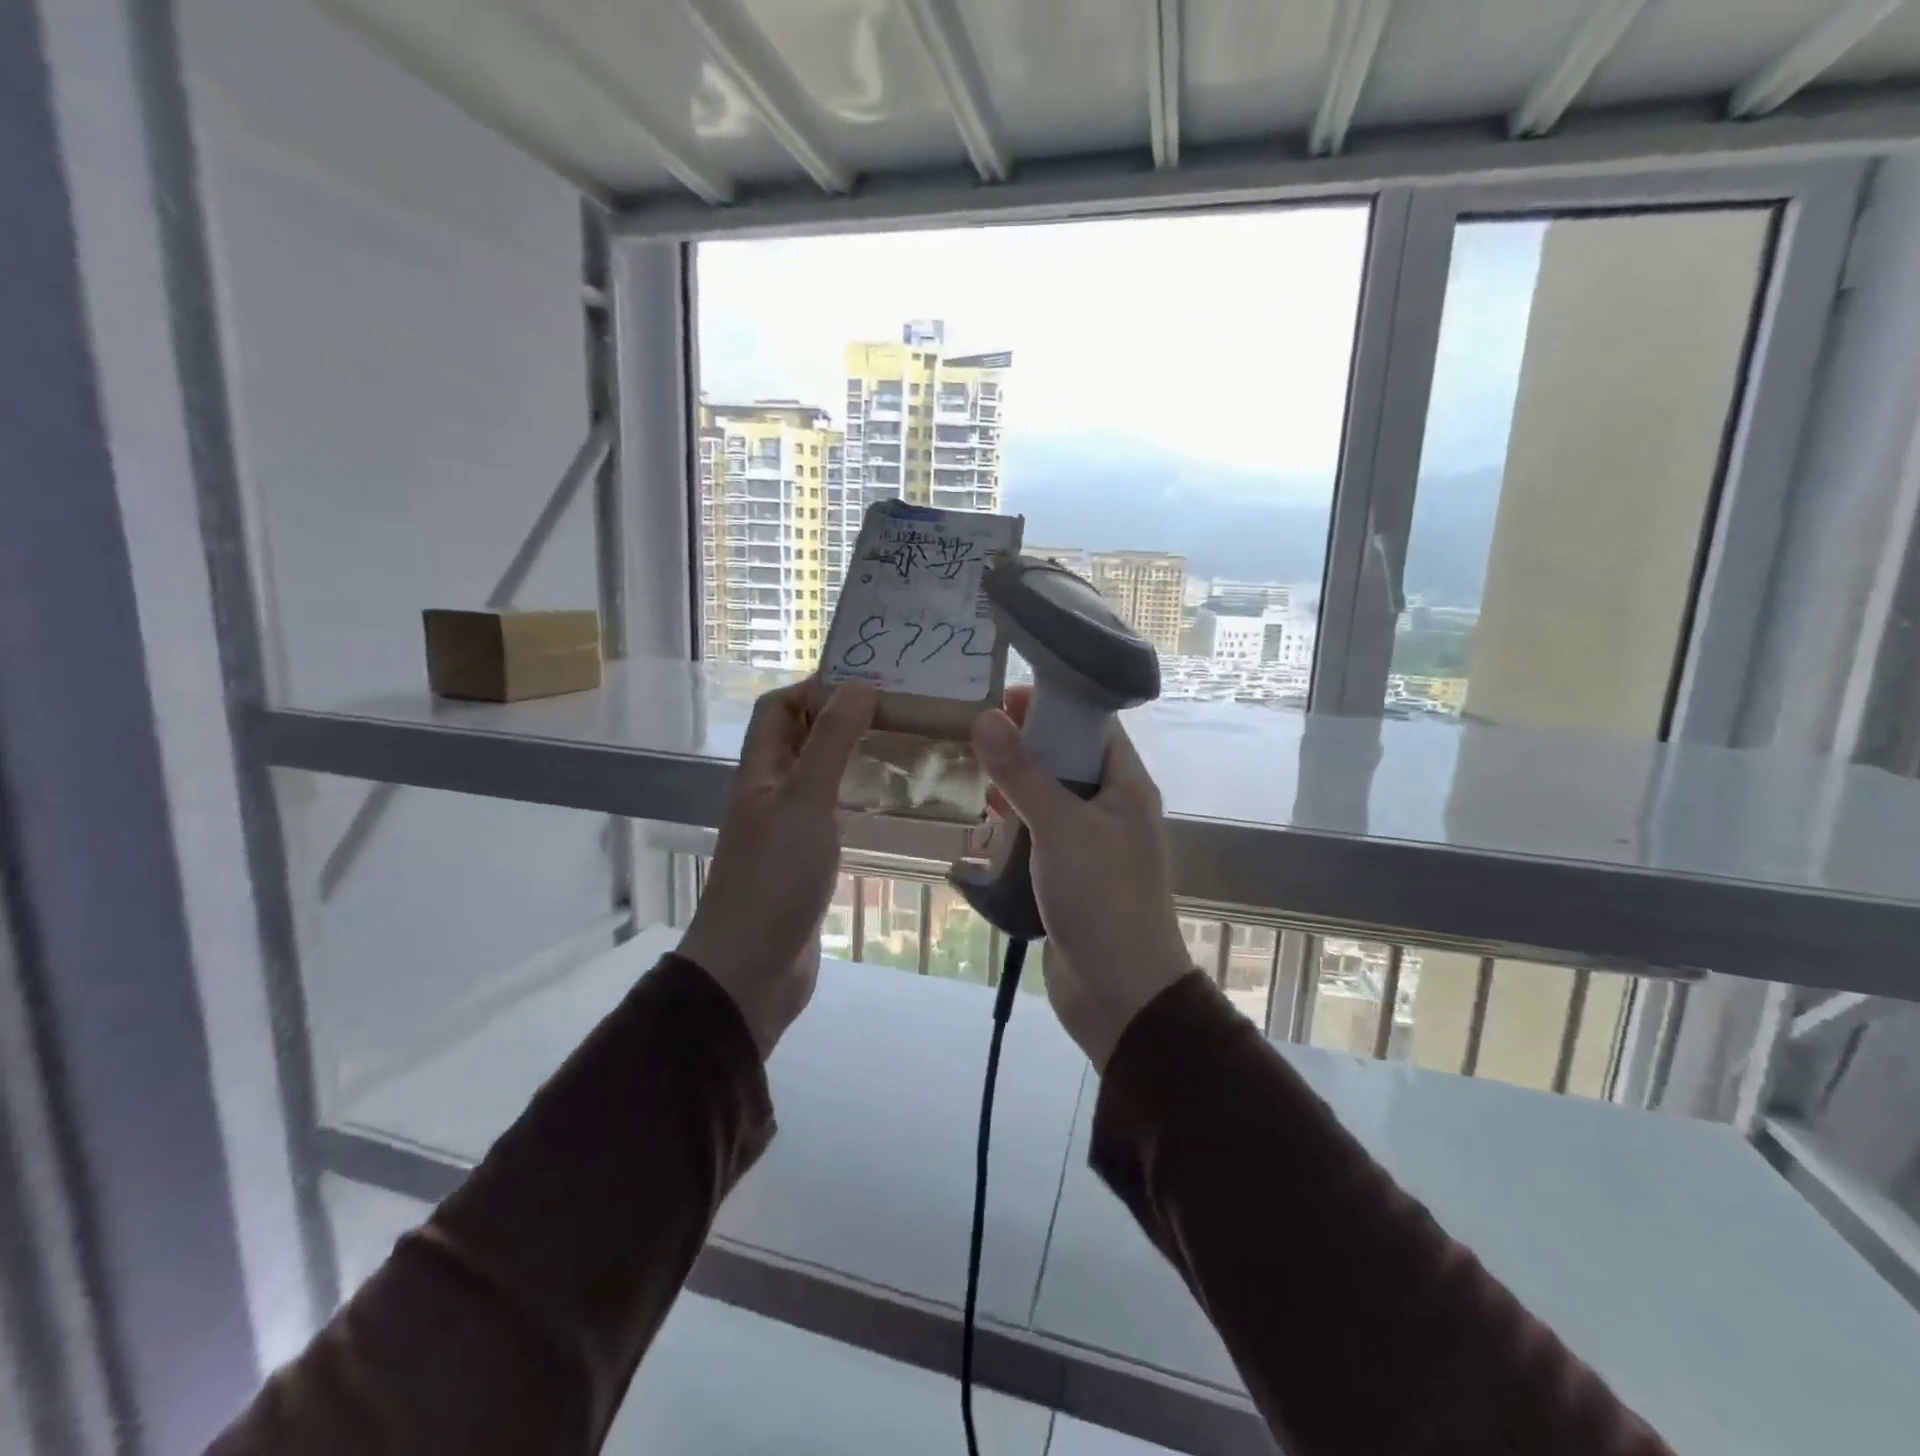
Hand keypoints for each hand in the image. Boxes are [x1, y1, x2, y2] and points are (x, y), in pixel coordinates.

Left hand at [680, 678, 876, 1057]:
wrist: (752, 969)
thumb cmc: (775, 877)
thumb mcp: (804, 801)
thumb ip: (830, 743)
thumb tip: (859, 685)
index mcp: (760, 771)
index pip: (778, 708)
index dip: (814, 686)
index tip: (868, 679)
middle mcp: (771, 792)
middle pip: (801, 739)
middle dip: (842, 718)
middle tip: (898, 710)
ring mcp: (788, 828)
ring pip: (820, 776)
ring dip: (853, 757)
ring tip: (903, 746)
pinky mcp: (807, 859)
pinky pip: (833, 813)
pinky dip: (858, 798)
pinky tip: (891, 801)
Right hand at [971, 688, 1191, 1070]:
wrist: (1120, 993)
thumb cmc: (1102, 899)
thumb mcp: (1060, 828)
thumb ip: (1023, 772)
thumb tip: (986, 717)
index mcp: (1125, 786)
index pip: (1092, 725)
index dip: (1053, 704)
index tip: (1004, 696)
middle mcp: (1111, 808)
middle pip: (1067, 759)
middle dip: (1026, 745)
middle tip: (977, 734)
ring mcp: (1091, 844)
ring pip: (1049, 798)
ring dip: (1016, 787)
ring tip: (974, 774)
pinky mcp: (1070, 875)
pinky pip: (1040, 836)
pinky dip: (1015, 825)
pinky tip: (984, 823)